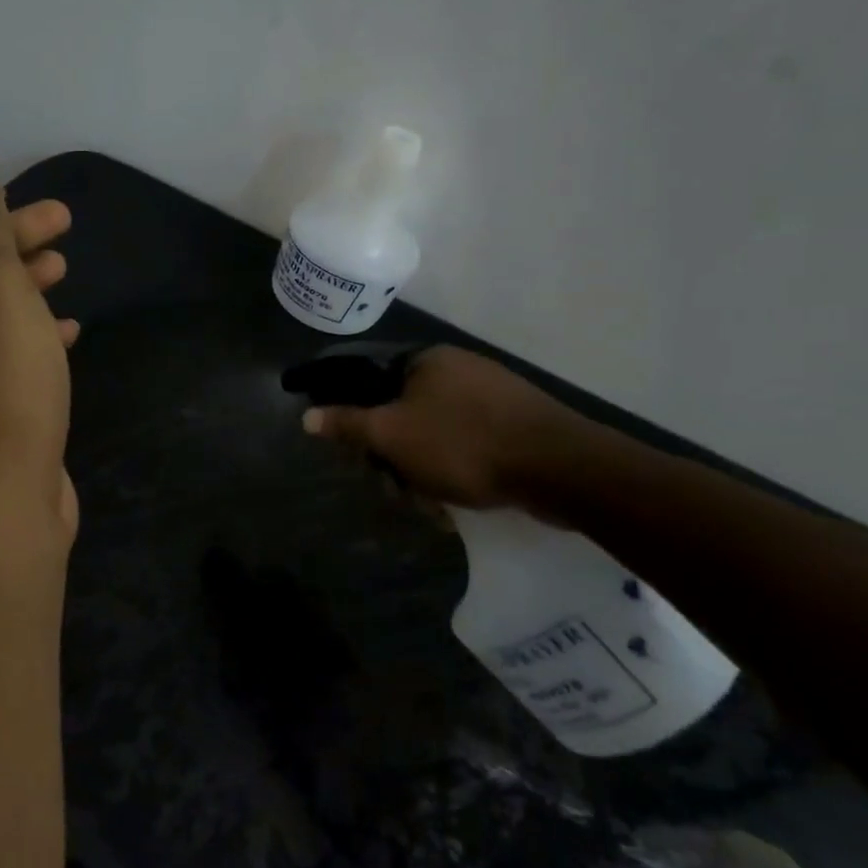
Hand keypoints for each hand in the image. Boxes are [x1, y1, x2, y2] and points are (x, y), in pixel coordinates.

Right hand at [301, 346, 589, 510]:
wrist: (561, 469)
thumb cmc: (464, 444)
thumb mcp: (393, 435)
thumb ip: (347, 425)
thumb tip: (306, 416)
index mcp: (426, 361)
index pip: (371, 383)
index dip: (359, 421)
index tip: (361, 456)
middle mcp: (458, 370)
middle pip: (402, 413)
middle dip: (394, 457)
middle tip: (398, 490)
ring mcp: (490, 397)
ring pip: (433, 435)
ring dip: (423, 472)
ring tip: (433, 506)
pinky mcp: (514, 425)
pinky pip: (466, 445)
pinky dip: (455, 472)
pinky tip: (457, 502)